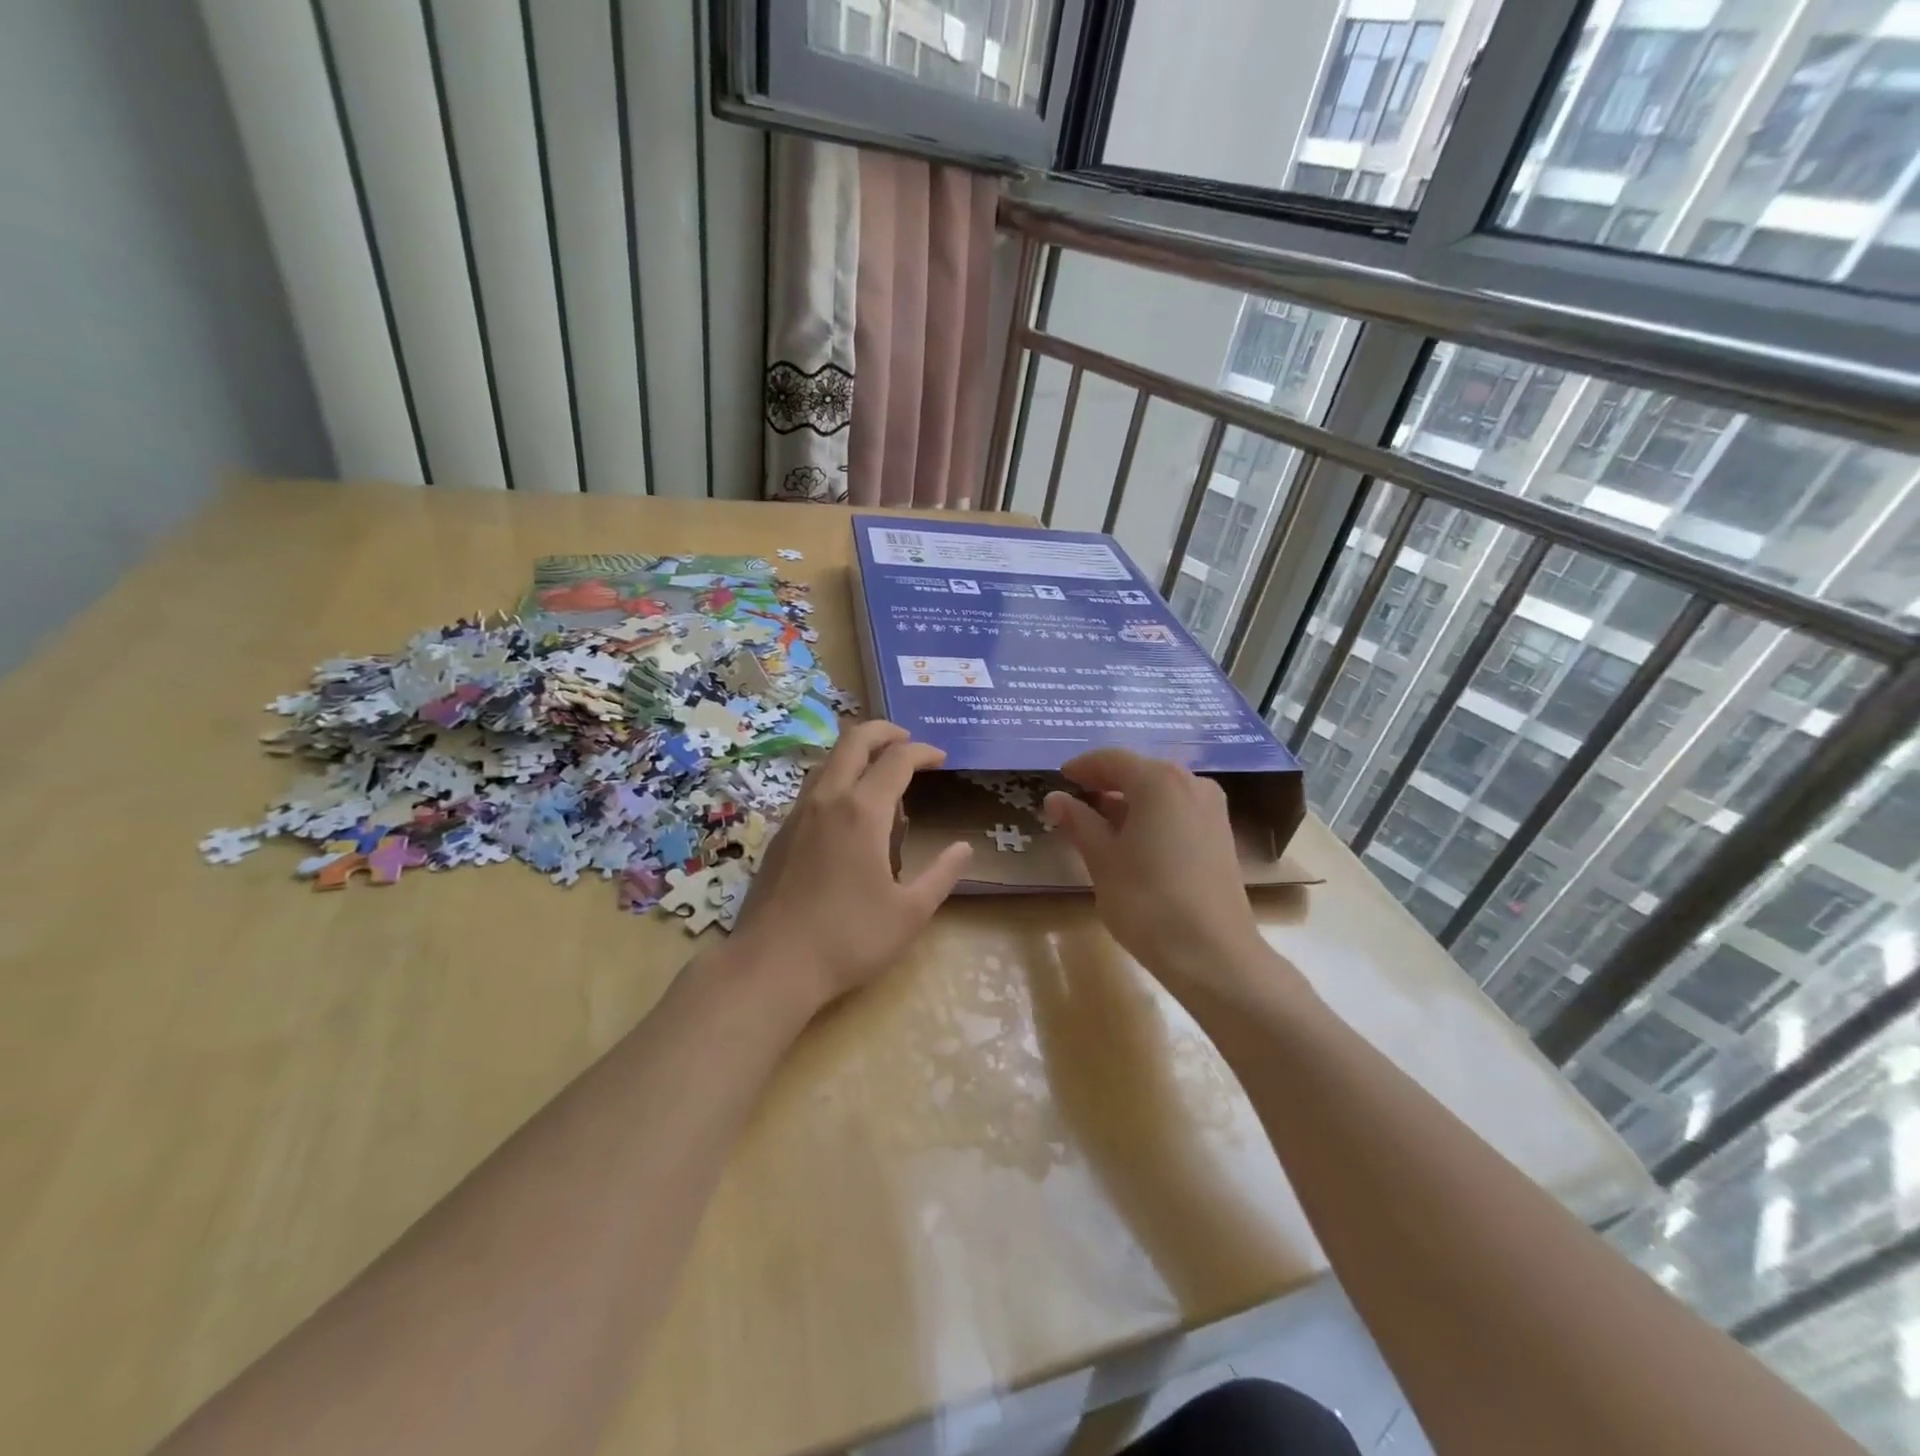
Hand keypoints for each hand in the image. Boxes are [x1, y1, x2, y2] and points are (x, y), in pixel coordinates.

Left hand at [730, 721, 971, 1013]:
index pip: (897, 760)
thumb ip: (941, 874)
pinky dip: (838, 778)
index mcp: (862, 810)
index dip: (923, 752)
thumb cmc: (849, 939)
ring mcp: (798, 813)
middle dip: (885, 731)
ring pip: (828, 760)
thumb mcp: (910, 913)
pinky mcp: (780, 833)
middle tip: (909, 742)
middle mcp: (827, 799)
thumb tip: (964, 848)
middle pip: (854, 740)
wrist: (772, 965)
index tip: (941, 758)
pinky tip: (850, 812)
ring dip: (857, 753)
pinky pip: (814, 787)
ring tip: (882, 774)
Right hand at [1043, 749, 1272, 994]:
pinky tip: (1134, 841)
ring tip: (1099, 824)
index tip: (1060, 778)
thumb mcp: (1102, 859)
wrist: (1213, 954)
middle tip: (1075, 801)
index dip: (1082, 767)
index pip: (1112, 759)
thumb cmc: (1147, 901)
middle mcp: (1191, 783)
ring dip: (1129, 801)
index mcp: (1158, 781)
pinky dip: (1152, 816)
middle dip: (1106, 783)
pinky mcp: (1221, 835)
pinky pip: (1178, 810)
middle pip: (1140, 772)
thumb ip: (1078, 822)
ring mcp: (1212, 809)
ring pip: (1161, 792)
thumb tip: (1055, 798)